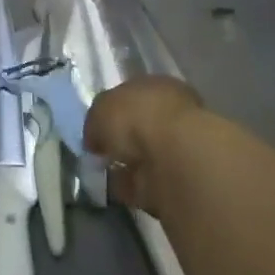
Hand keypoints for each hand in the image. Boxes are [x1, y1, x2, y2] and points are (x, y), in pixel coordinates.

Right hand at [83, 75, 205, 212]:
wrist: (174, 158)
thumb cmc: (136, 117)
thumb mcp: (100, 109)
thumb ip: (96, 121)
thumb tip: (95, 138)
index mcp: (157, 86)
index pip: (132, 95)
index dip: (112, 111)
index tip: (96, 128)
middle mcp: (171, 113)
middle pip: (140, 126)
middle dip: (121, 140)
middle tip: (100, 152)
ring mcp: (178, 148)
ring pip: (145, 154)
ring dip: (126, 164)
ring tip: (103, 172)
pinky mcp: (179, 180)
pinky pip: (146, 181)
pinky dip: (131, 186)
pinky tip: (114, 189)